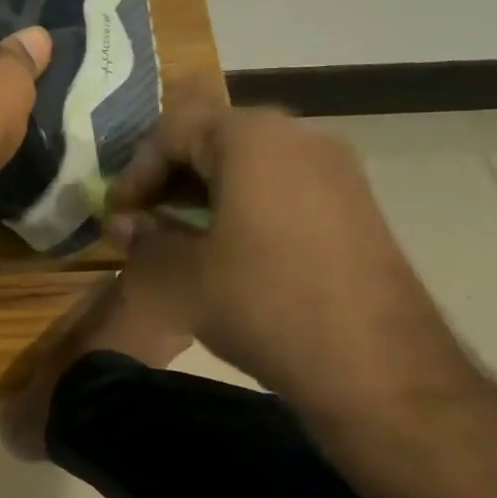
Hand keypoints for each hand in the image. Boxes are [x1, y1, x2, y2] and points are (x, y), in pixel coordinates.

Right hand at [108, 84, 460, 417]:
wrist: (377, 367)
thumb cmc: (263, 304)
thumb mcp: (181, 276)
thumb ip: (143, 240)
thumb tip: (122, 224)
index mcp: (251, 138)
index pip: (172, 130)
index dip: (135, 171)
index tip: (119, 214)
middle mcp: (298, 137)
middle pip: (213, 140)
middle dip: (169, 179)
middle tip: (143, 221)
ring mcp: (335, 170)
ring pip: (249, 164)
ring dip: (204, 193)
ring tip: (179, 238)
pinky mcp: (355, 205)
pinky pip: (282, 187)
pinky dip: (243, 206)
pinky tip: (228, 251)